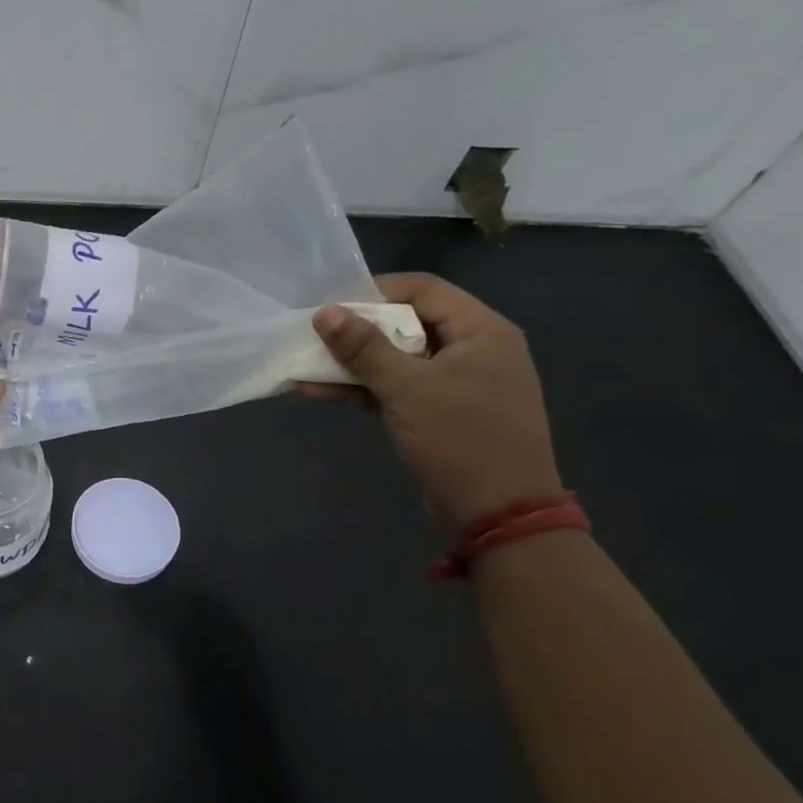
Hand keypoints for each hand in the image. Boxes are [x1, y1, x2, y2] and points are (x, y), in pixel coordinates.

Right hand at [302, 273, 564, 526]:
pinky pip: (397, 388)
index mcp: (481, 330)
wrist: (498, 514)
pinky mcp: (440, 412)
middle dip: (356, 330)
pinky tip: (318, 390)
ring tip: (304, 365)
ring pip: (397, 359)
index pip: (423, 289)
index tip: (331, 306)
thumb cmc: (460, 439)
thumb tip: (324, 313)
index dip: (374, 292)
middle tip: (314, 336)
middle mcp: (473, 349)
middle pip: (406, 323)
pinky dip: (363, 388)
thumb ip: (364, 348)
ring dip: (353, 363)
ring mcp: (457, 383)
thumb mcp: (407, 389)